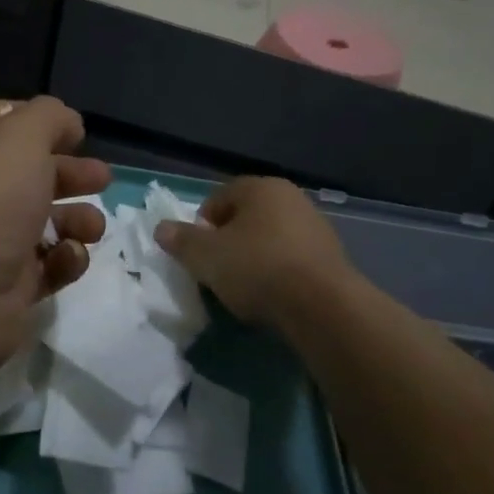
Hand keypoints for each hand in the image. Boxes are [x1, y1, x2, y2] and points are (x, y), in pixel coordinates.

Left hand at [0, 97, 109, 382]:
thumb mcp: (19, 138)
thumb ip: (49, 118)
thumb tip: (68, 124)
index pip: (4, 121)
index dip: (41, 121)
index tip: (77, 133)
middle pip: (35, 174)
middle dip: (73, 174)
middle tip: (102, 180)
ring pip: (49, 221)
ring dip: (79, 219)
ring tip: (91, 227)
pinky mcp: (12, 286)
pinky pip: (50, 266)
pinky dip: (66, 260)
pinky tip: (67, 259)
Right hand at [154, 176, 353, 331]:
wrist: (321, 306)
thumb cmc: (256, 268)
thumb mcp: (205, 256)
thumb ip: (181, 240)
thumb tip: (162, 228)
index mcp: (261, 188)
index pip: (220, 197)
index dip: (201, 224)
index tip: (197, 253)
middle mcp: (292, 198)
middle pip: (247, 217)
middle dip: (228, 241)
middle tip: (216, 270)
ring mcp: (316, 227)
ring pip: (270, 238)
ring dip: (254, 257)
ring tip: (243, 288)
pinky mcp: (331, 257)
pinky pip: (292, 260)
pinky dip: (278, 273)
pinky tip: (272, 296)